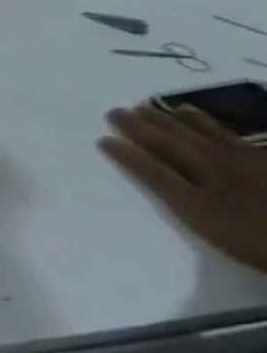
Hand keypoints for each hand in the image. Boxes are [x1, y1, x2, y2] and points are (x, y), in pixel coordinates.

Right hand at [100, 104, 266, 274]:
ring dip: (169, 121)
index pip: (153, 173)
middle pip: (173, 149)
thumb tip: (162, 186)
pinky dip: (208, 122)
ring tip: (147, 106)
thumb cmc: (258, 245)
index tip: (103, 139)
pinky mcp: (264, 160)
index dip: (126, 156)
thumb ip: (190, 211)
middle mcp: (216, 177)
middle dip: (142, 129)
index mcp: (198, 202)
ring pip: (198, 138)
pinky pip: (231, 136)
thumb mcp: (217, 237)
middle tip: (116, 112)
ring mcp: (244, 166)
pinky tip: (193, 113)